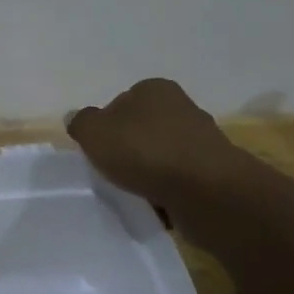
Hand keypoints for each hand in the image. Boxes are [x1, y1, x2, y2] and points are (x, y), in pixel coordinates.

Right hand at [68, 78, 244, 210]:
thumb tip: (77, 118)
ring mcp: (203, 139)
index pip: (121, 101)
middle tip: (114, 170)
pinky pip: (181, 179)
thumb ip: (81, 123)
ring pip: (163, 154)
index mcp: (154, 89)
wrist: (207, 191)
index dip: (107, 125)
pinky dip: (169, 190)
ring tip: (135, 191)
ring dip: (151, 171)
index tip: (100, 149)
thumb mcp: (94, 132)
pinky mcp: (216, 171)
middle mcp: (182, 107)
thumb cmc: (145, 151)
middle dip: (130, 148)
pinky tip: (158, 204)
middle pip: (144, 128)